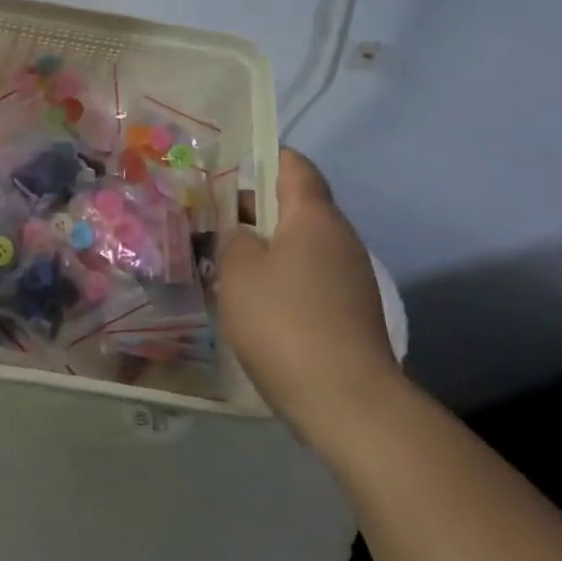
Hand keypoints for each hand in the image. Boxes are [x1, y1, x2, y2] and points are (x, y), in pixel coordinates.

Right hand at [217, 150, 400, 440]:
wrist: (348, 403)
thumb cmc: (285, 321)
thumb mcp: (238, 272)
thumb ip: (234, 240)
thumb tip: (245, 236)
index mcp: (314, 216)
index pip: (293, 165)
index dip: (263, 157)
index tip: (228, 167)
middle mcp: (339, 238)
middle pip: (296, 206)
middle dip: (254, 209)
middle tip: (211, 220)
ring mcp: (350, 278)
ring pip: (301, 245)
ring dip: (266, 248)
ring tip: (225, 264)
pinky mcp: (350, 313)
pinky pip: (310, 278)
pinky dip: (282, 280)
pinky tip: (254, 303)